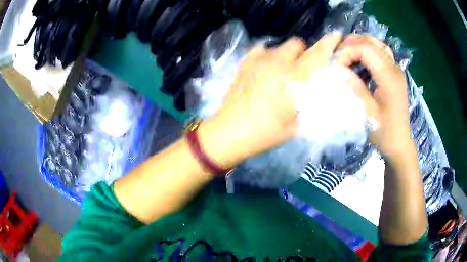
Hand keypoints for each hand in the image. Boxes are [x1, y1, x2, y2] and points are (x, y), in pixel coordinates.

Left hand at [198, 33, 343, 168]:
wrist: (230, 132)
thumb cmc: (266, 133)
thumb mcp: (298, 125)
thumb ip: (313, 104)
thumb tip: (321, 89)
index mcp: (296, 80)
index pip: (318, 54)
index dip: (329, 43)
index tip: (336, 35)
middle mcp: (279, 63)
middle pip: (298, 43)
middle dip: (304, 53)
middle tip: (301, 70)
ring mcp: (260, 60)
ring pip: (281, 45)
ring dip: (287, 54)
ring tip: (281, 71)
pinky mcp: (246, 61)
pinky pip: (262, 49)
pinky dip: (268, 55)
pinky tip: (265, 69)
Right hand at [334, 34, 415, 163]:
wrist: (400, 143)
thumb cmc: (384, 132)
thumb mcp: (368, 113)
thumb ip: (355, 87)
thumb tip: (340, 69)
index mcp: (389, 77)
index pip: (365, 49)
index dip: (347, 51)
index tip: (336, 65)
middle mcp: (394, 68)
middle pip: (370, 41)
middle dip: (351, 44)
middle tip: (338, 57)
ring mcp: (396, 69)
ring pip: (376, 43)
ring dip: (359, 44)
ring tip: (347, 54)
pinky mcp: (395, 72)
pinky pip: (380, 51)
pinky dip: (367, 49)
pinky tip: (360, 59)